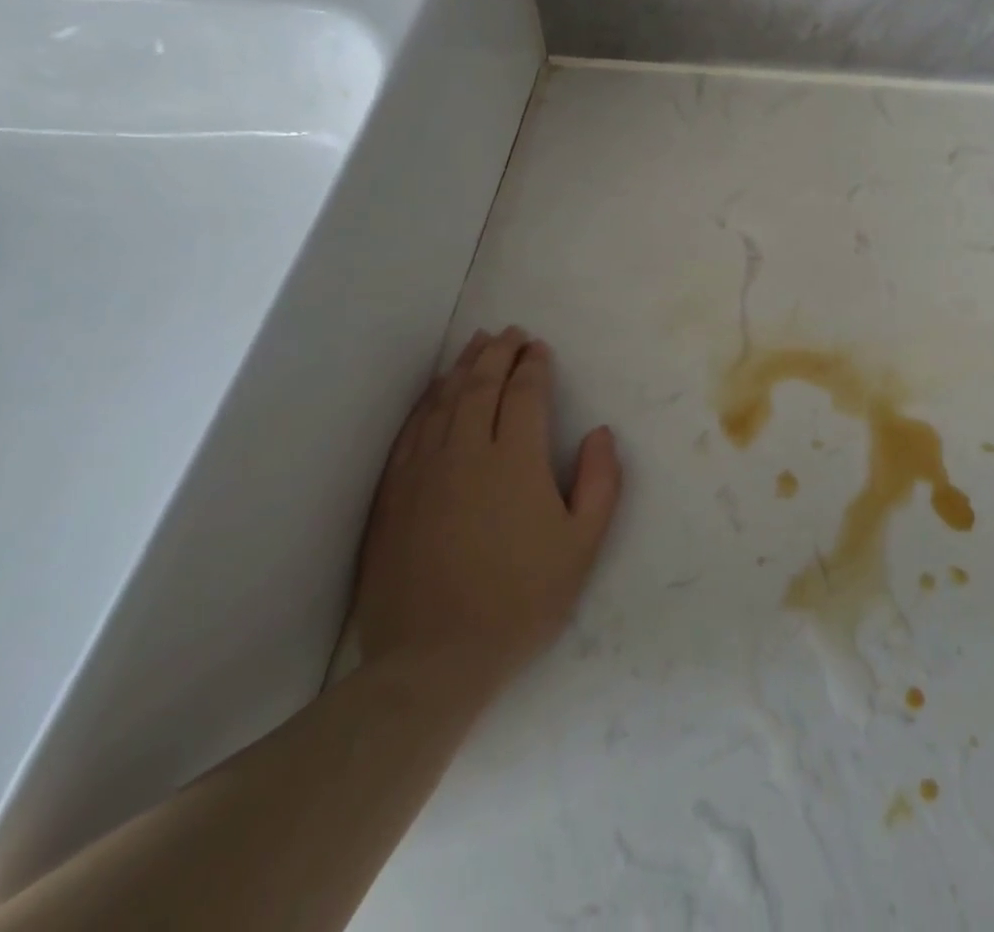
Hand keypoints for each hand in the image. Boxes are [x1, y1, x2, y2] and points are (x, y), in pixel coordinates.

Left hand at [350, 328, 622, 703]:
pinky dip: (427, 403)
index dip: (533, 365)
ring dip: (462, 368)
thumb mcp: (583, 545)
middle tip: (510, 333)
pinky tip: (435, 394)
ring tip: (475, 345)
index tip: (540, 348)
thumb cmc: (522, 599)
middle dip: (497, 353)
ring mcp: (423, 471)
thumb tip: (600, 433)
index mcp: (515, 460)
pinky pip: (411, 432)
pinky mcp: (393, 495)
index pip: (524, 393)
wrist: (433, 660)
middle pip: (480, 385)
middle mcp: (465, 452)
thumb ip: (600, 482)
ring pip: (442, 402)